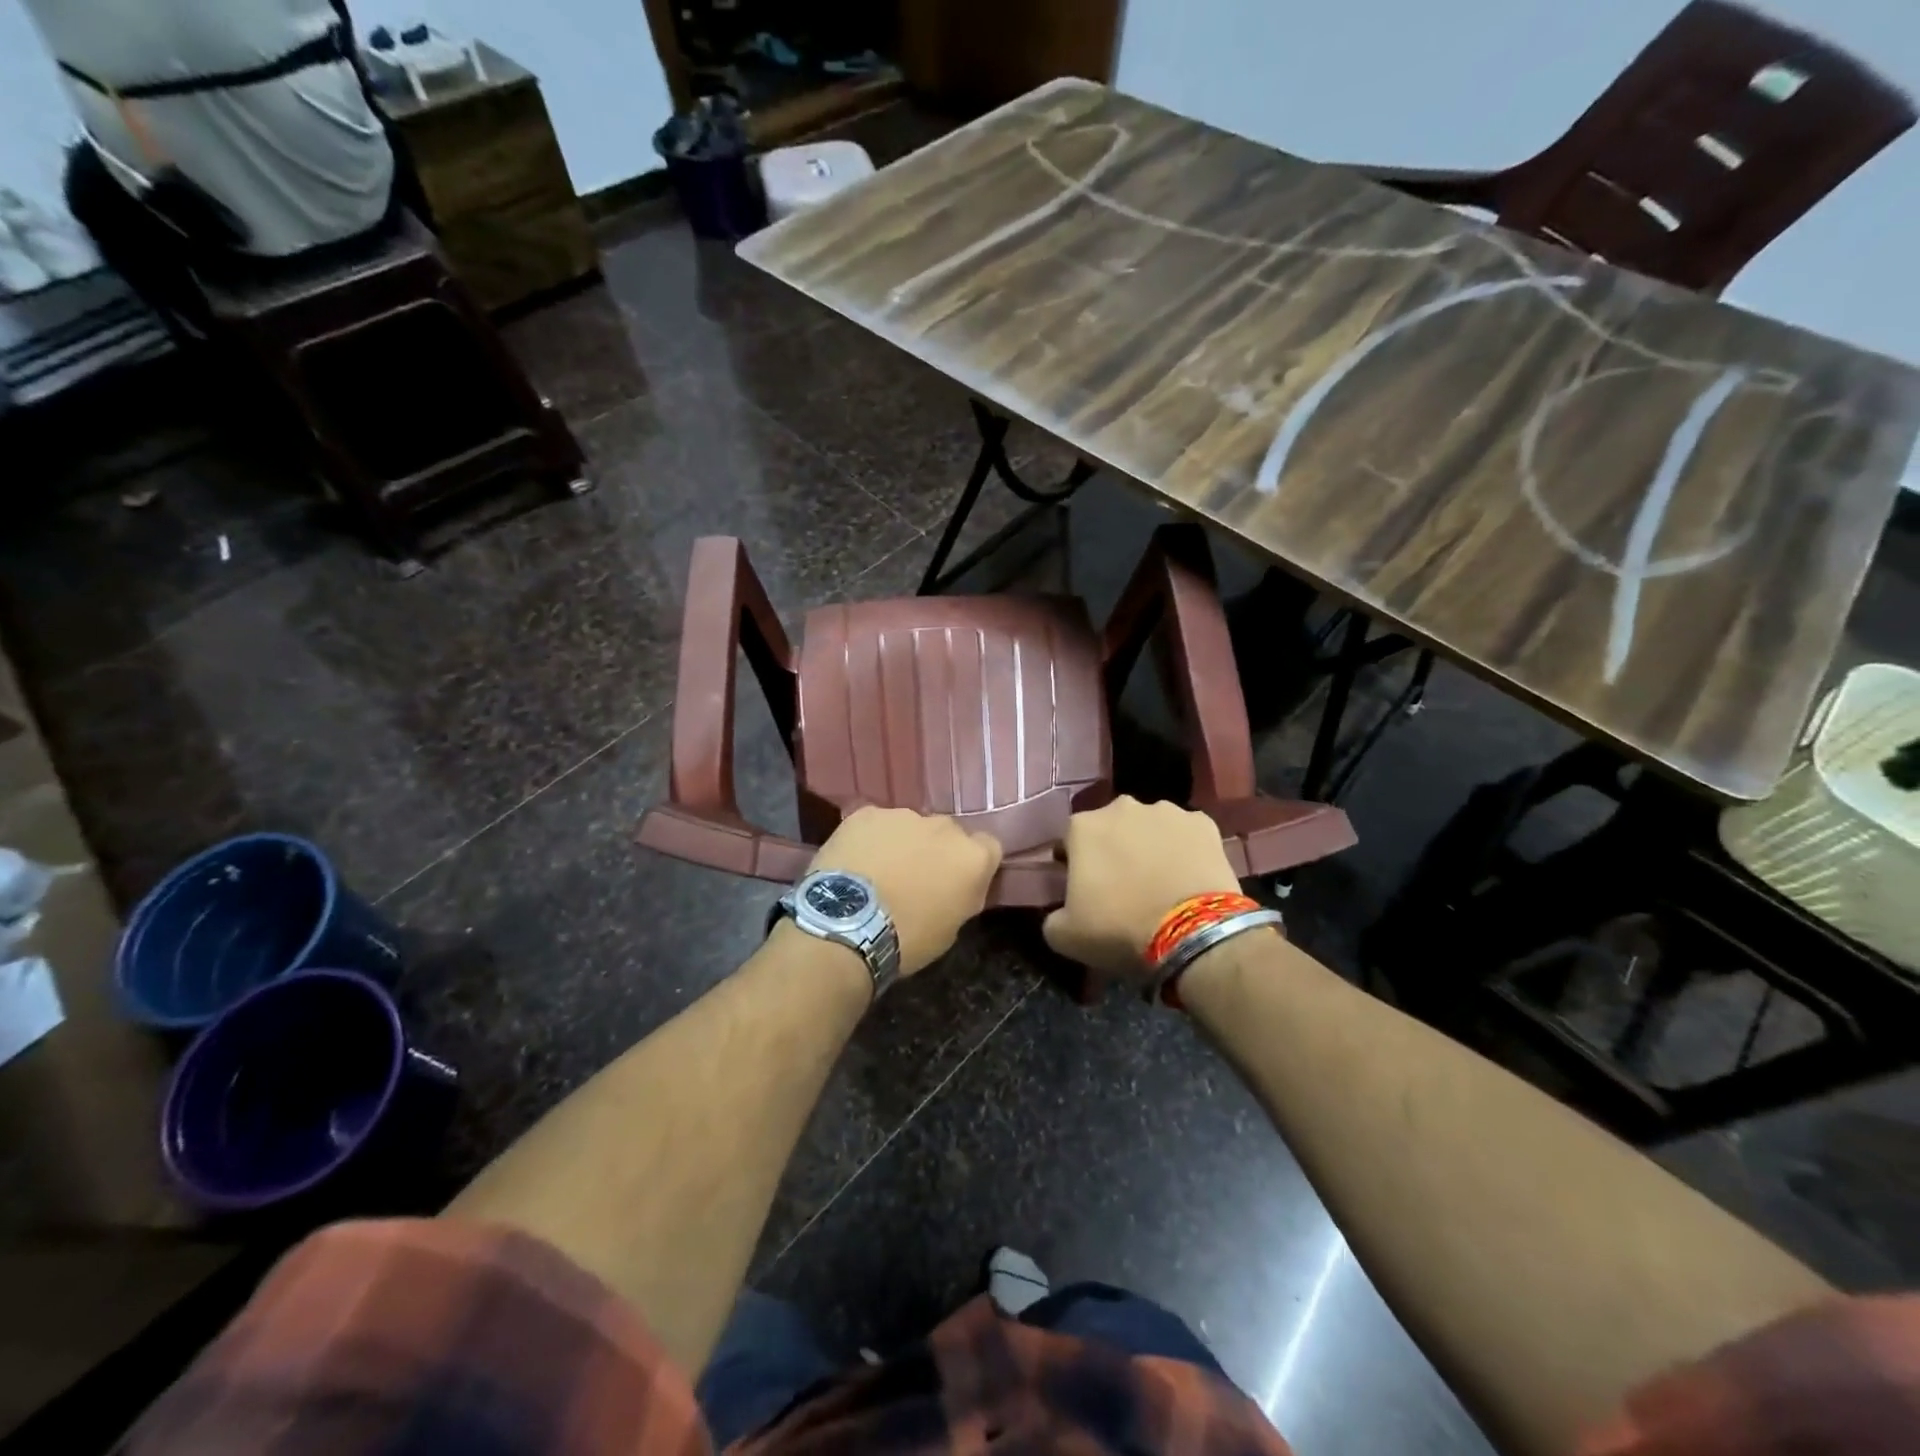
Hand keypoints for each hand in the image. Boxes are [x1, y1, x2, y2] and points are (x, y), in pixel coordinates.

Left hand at [809, 807, 1002, 974]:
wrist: (846, 925)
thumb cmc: (907, 938)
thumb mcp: (950, 929)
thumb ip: (961, 896)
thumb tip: (957, 888)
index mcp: (972, 857)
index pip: (989, 848)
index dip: (973, 865)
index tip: (958, 883)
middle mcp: (944, 826)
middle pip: (948, 833)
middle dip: (936, 850)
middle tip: (916, 878)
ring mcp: (904, 815)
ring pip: (910, 826)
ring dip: (903, 843)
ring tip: (879, 872)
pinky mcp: (867, 813)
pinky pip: (875, 824)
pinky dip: (870, 839)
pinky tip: (855, 862)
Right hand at [1043, 797, 1240, 983]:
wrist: (1193, 932)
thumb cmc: (1119, 928)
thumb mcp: (1064, 935)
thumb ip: (1053, 916)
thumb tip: (1060, 913)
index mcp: (1083, 827)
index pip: (1069, 841)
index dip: (1074, 865)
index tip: (1083, 889)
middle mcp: (1122, 807)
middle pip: (1110, 827)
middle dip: (1113, 849)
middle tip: (1122, 886)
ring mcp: (1167, 811)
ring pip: (1149, 827)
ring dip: (1149, 846)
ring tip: (1159, 881)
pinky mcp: (1203, 823)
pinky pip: (1186, 834)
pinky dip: (1184, 849)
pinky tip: (1188, 876)